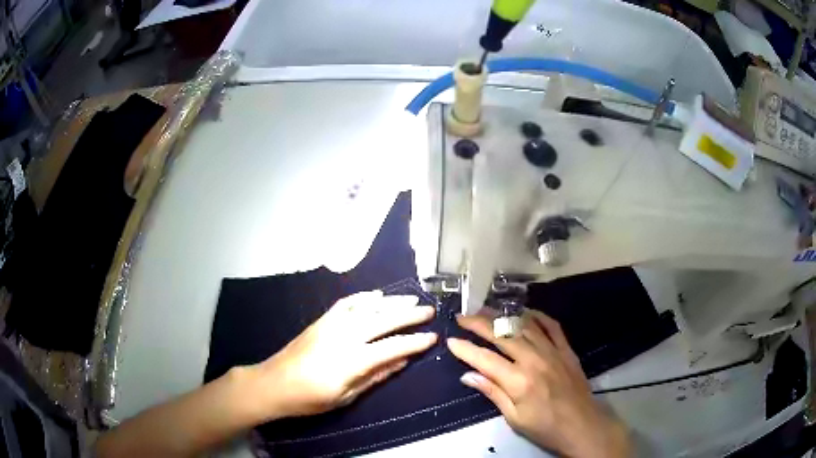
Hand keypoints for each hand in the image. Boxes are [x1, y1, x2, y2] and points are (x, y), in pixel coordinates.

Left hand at [252, 290, 436, 418]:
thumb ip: (375, 376)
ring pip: (367, 308)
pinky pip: (346, 303)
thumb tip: (402, 362)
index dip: (415, 342)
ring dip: (391, 302)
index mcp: (352, 361)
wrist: (273, 383)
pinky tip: (377, 295)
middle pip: (383, 321)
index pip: (392, 347)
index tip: (433, 338)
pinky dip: (364, 297)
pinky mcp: (322, 320)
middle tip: (429, 310)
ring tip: (410, 300)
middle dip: (409, 315)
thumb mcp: (346, 396)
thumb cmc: (310, 399)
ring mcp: (331, 325)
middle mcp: (344, 336)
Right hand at [447, 310, 631, 457]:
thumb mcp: (514, 417)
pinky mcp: (566, 349)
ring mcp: (552, 351)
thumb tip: (468, 376)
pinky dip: (537, 316)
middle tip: (463, 317)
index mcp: (518, 381)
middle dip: (479, 323)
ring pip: (524, 325)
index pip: (485, 359)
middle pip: (502, 335)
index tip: (450, 340)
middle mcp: (534, 360)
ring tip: (486, 310)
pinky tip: (525, 313)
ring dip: (503, 316)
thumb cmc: (545, 427)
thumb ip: (492, 392)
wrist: (582, 425)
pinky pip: (551, 326)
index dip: (465, 349)